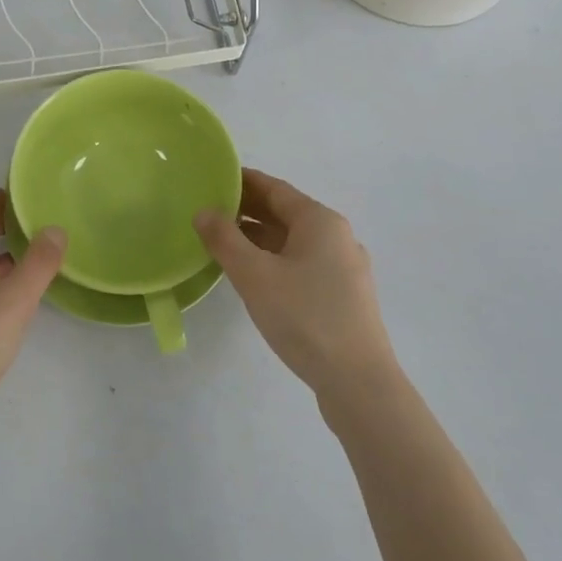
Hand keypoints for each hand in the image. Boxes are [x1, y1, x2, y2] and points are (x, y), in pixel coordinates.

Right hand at [196, 169, 398, 402]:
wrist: (358, 382)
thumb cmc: (305, 317)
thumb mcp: (255, 275)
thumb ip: (225, 239)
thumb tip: (203, 212)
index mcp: (320, 221)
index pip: (275, 188)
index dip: (243, 181)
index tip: (213, 178)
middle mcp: (337, 237)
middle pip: (286, 213)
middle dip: (249, 209)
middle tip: (210, 209)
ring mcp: (344, 268)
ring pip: (294, 241)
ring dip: (260, 237)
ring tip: (223, 241)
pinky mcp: (343, 296)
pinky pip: (303, 263)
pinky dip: (275, 259)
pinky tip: (254, 275)